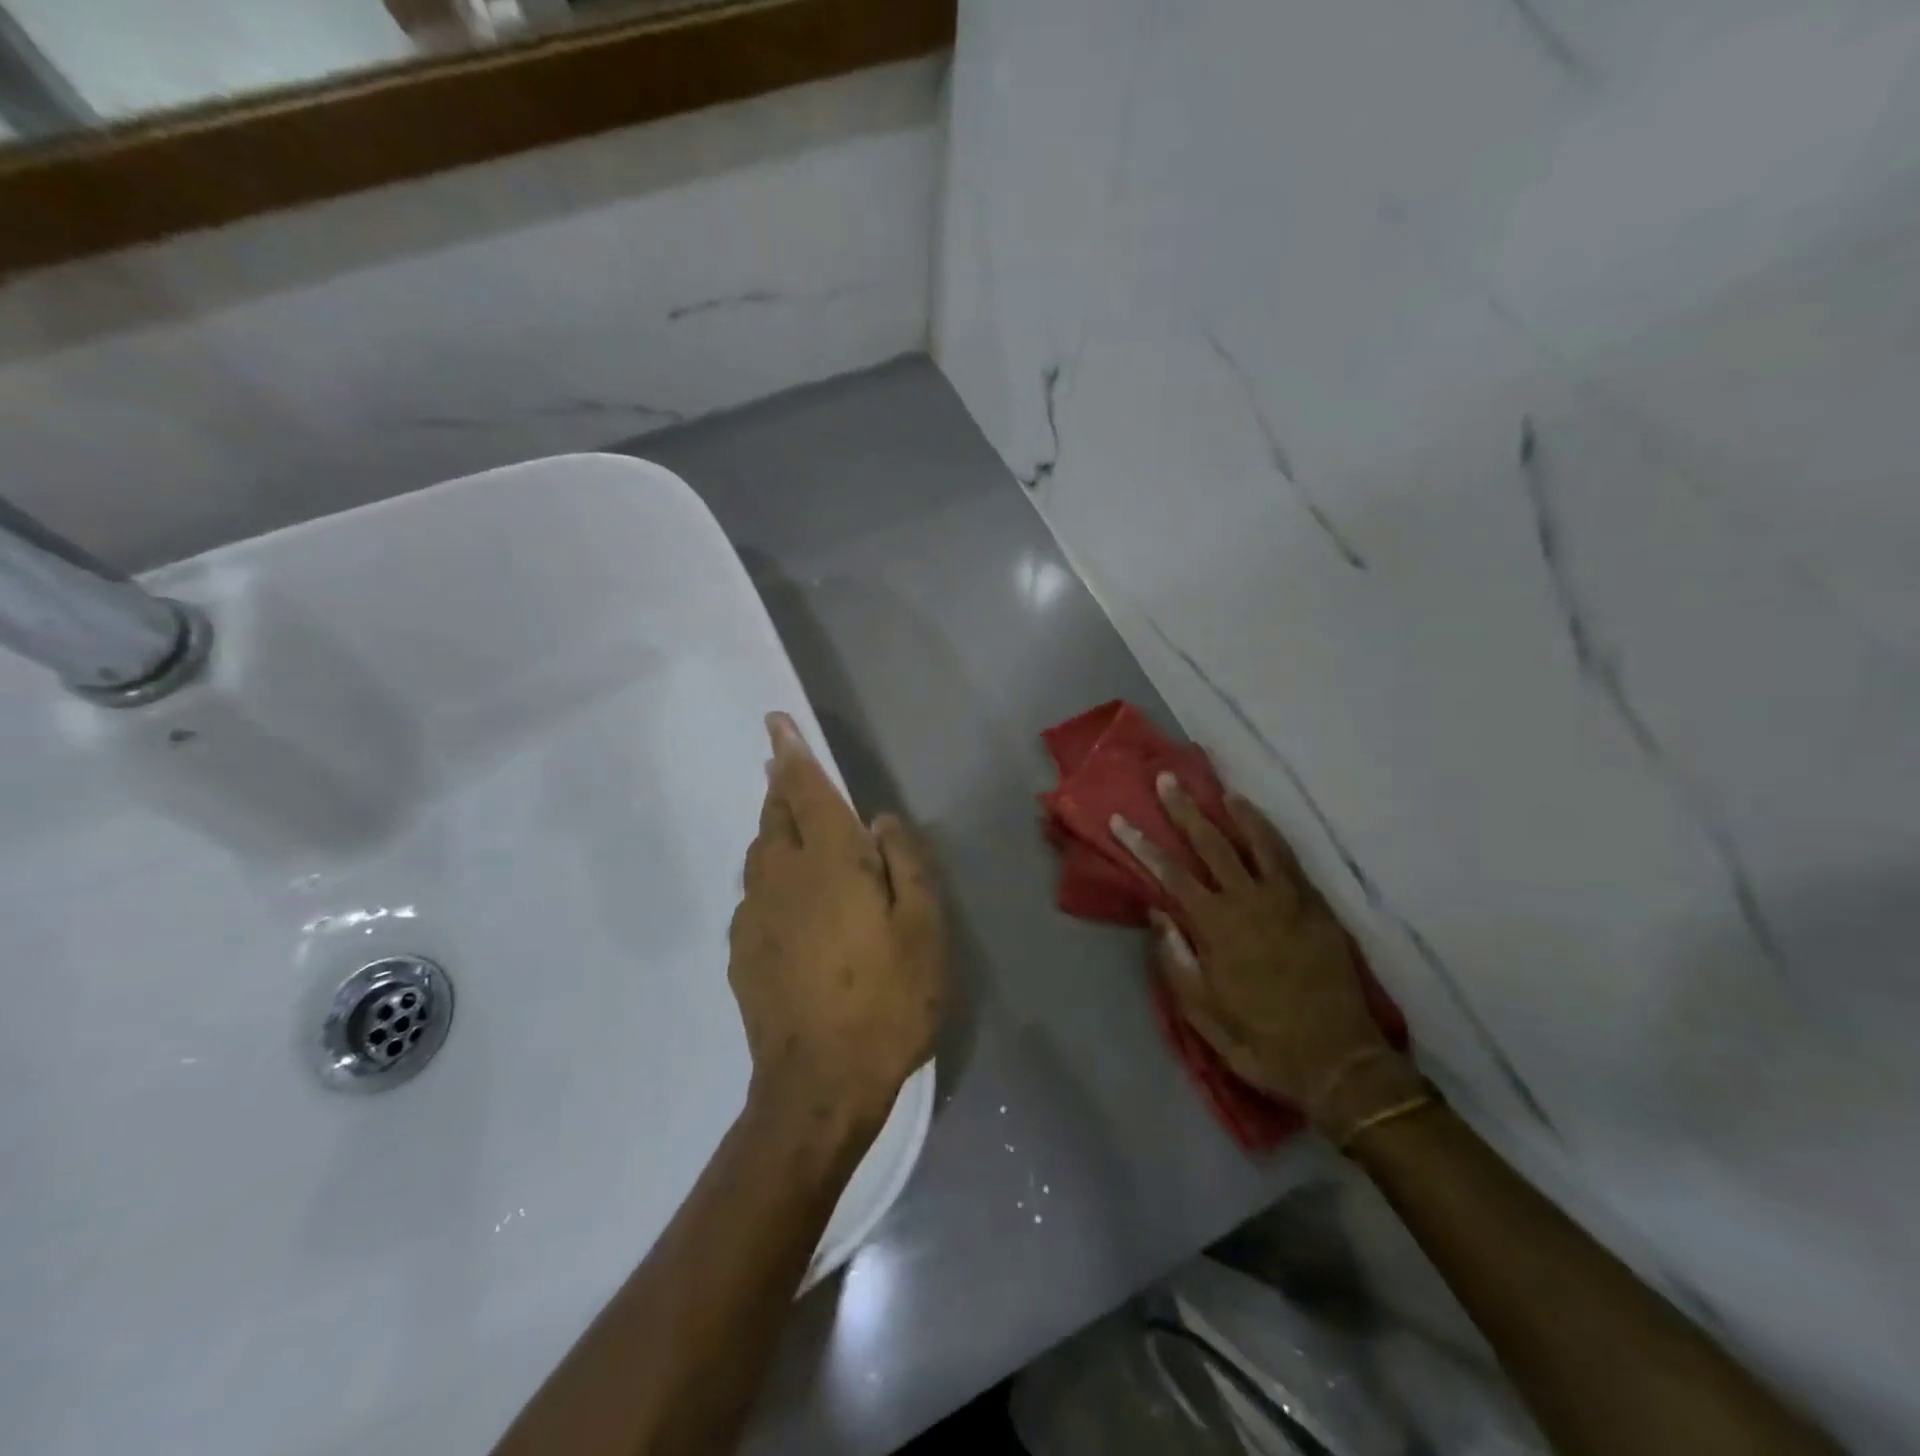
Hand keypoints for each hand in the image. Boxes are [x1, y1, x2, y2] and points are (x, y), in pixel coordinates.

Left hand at [728, 712, 946, 1136]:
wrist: (818, 1085)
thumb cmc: (886, 1002)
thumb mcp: (923, 930)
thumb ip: (906, 864)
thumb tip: (880, 821)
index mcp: (828, 864)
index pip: (804, 791)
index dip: (792, 753)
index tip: (775, 723)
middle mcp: (781, 878)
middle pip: (775, 816)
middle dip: (780, 785)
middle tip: (786, 766)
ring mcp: (754, 915)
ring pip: (759, 852)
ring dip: (774, 827)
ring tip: (792, 823)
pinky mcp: (742, 950)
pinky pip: (755, 892)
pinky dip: (770, 874)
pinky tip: (790, 897)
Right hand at [1113, 774, 1420, 1140]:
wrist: (1339, 1062)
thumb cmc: (1261, 1041)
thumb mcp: (1202, 1013)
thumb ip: (1176, 959)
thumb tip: (1156, 912)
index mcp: (1217, 928)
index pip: (1170, 875)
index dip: (1142, 845)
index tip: (1120, 820)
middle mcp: (1251, 902)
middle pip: (1211, 845)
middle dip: (1184, 811)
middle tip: (1166, 780)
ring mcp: (1288, 899)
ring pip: (1257, 841)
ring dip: (1234, 812)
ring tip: (1217, 790)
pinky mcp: (1316, 906)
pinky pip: (1289, 858)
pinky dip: (1270, 834)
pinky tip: (1259, 822)